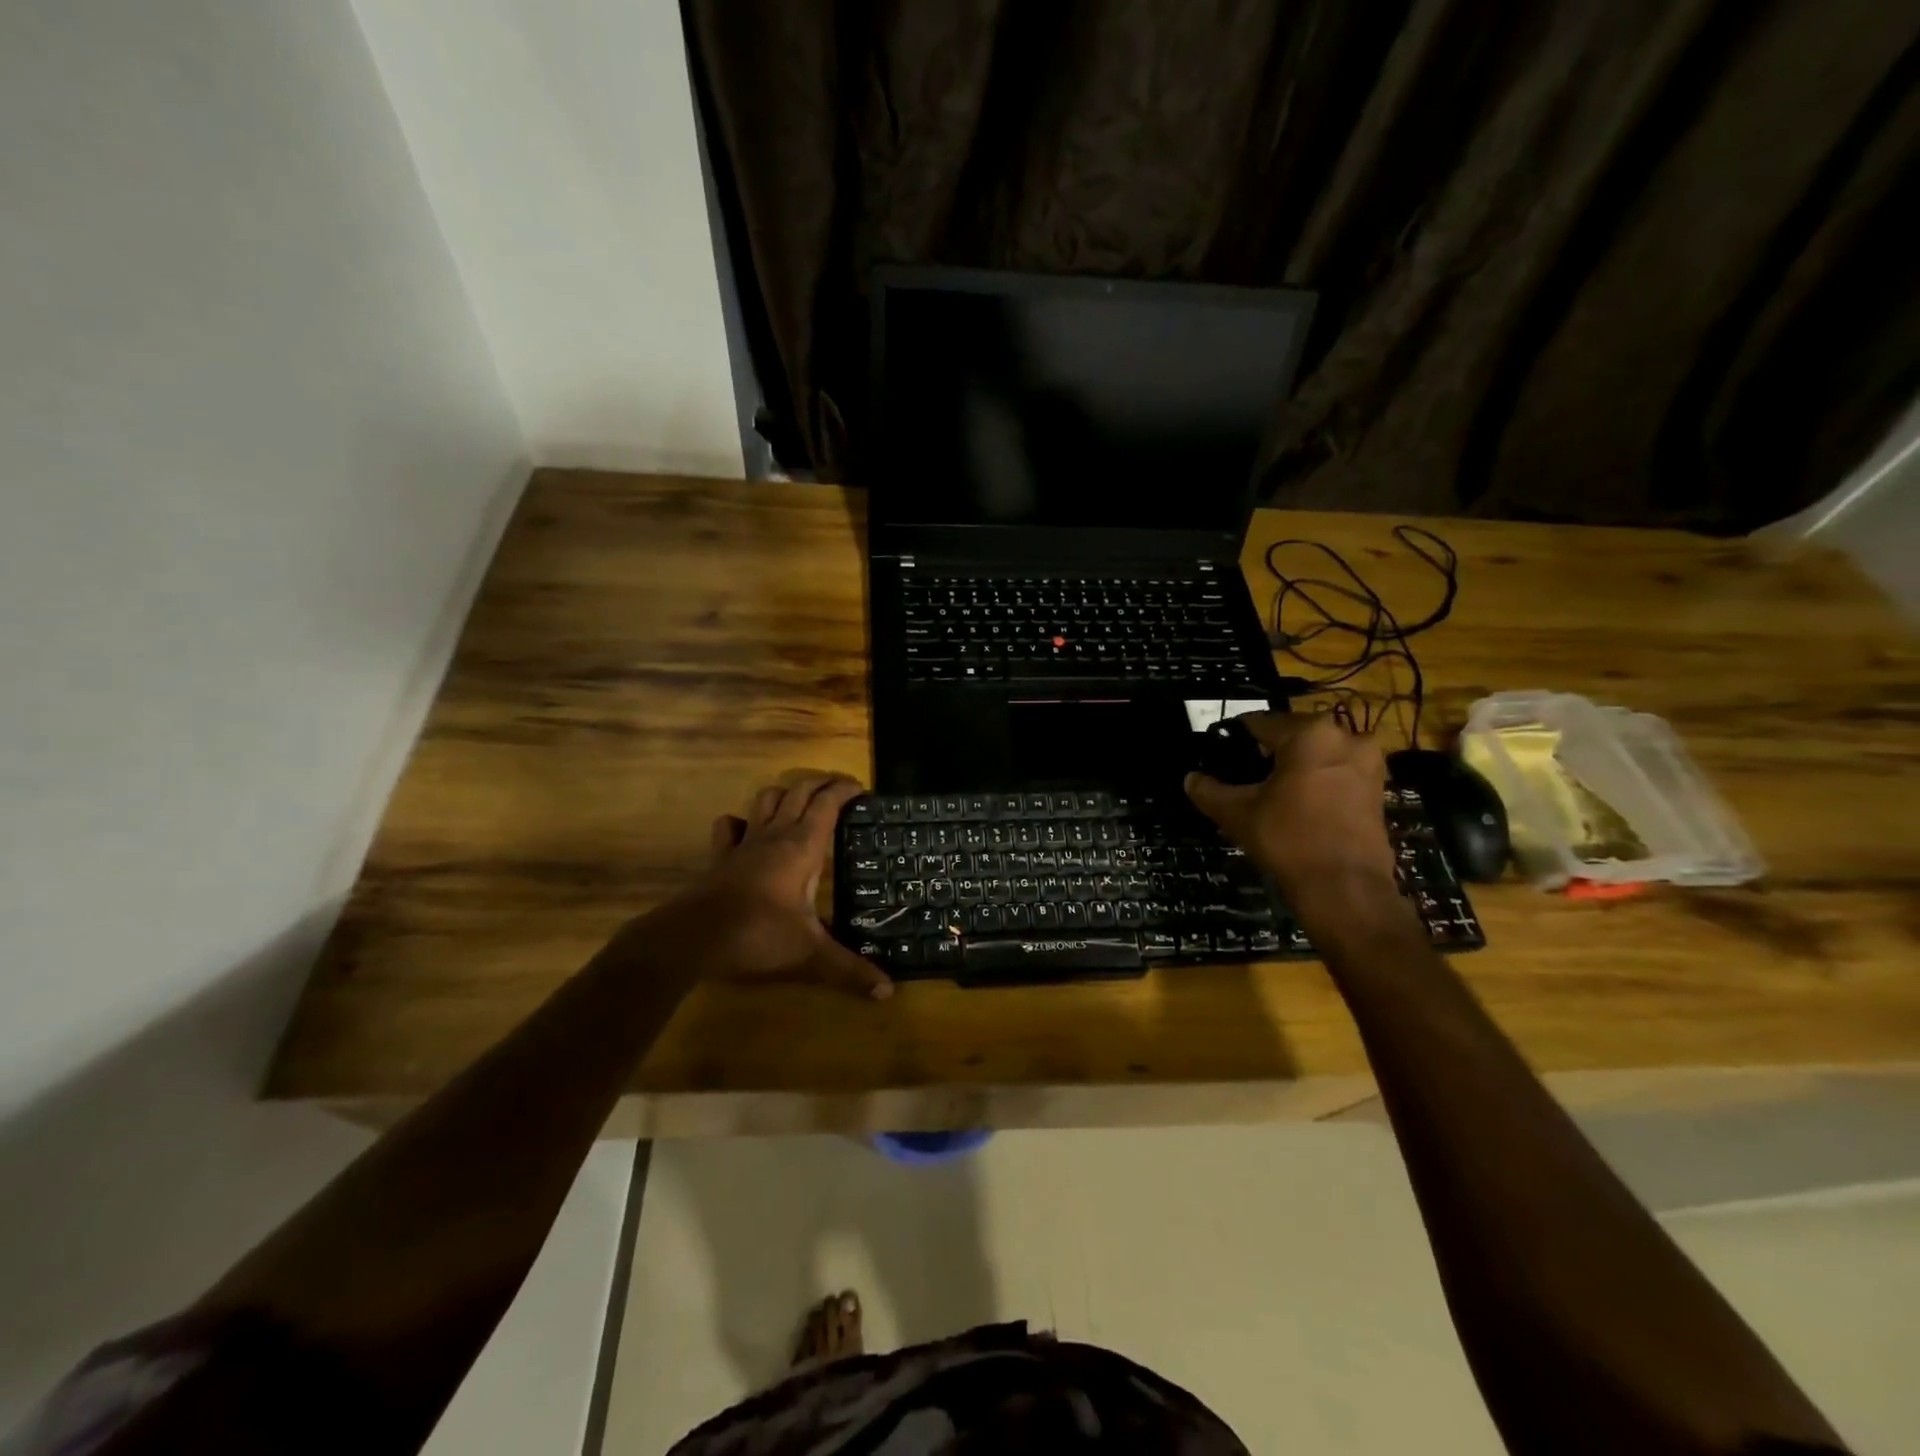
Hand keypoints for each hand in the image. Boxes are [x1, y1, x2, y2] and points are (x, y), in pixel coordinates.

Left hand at [682, 772, 892, 999]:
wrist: (692, 938)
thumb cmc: (758, 936)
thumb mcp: (810, 955)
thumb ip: (849, 970)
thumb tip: (888, 992)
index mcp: (802, 847)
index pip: (828, 804)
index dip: (845, 791)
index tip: (863, 790)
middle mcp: (775, 836)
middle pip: (799, 792)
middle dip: (821, 783)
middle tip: (839, 786)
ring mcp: (744, 844)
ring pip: (765, 800)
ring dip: (785, 792)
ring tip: (799, 799)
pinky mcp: (720, 858)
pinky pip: (729, 827)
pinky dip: (741, 821)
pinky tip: (746, 829)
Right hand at [1184, 713, 1395, 901]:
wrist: (1346, 887)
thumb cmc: (1288, 839)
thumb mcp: (1237, 813)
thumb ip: (1209, 791)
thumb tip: (1190, 779)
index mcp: (1309, 733)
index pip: (1260, 723)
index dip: (1236, 737)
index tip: (1221, 752)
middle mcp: (1345, 737)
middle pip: (1294, 734)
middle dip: (1270, 751)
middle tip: (1246, 775)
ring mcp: (1368, 762)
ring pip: (1319, 753)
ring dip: (1297, 765)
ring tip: (1273, 790)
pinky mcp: (1378, 788)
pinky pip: (1339, 772)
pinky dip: (1319, 780)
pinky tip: (1300, 803)